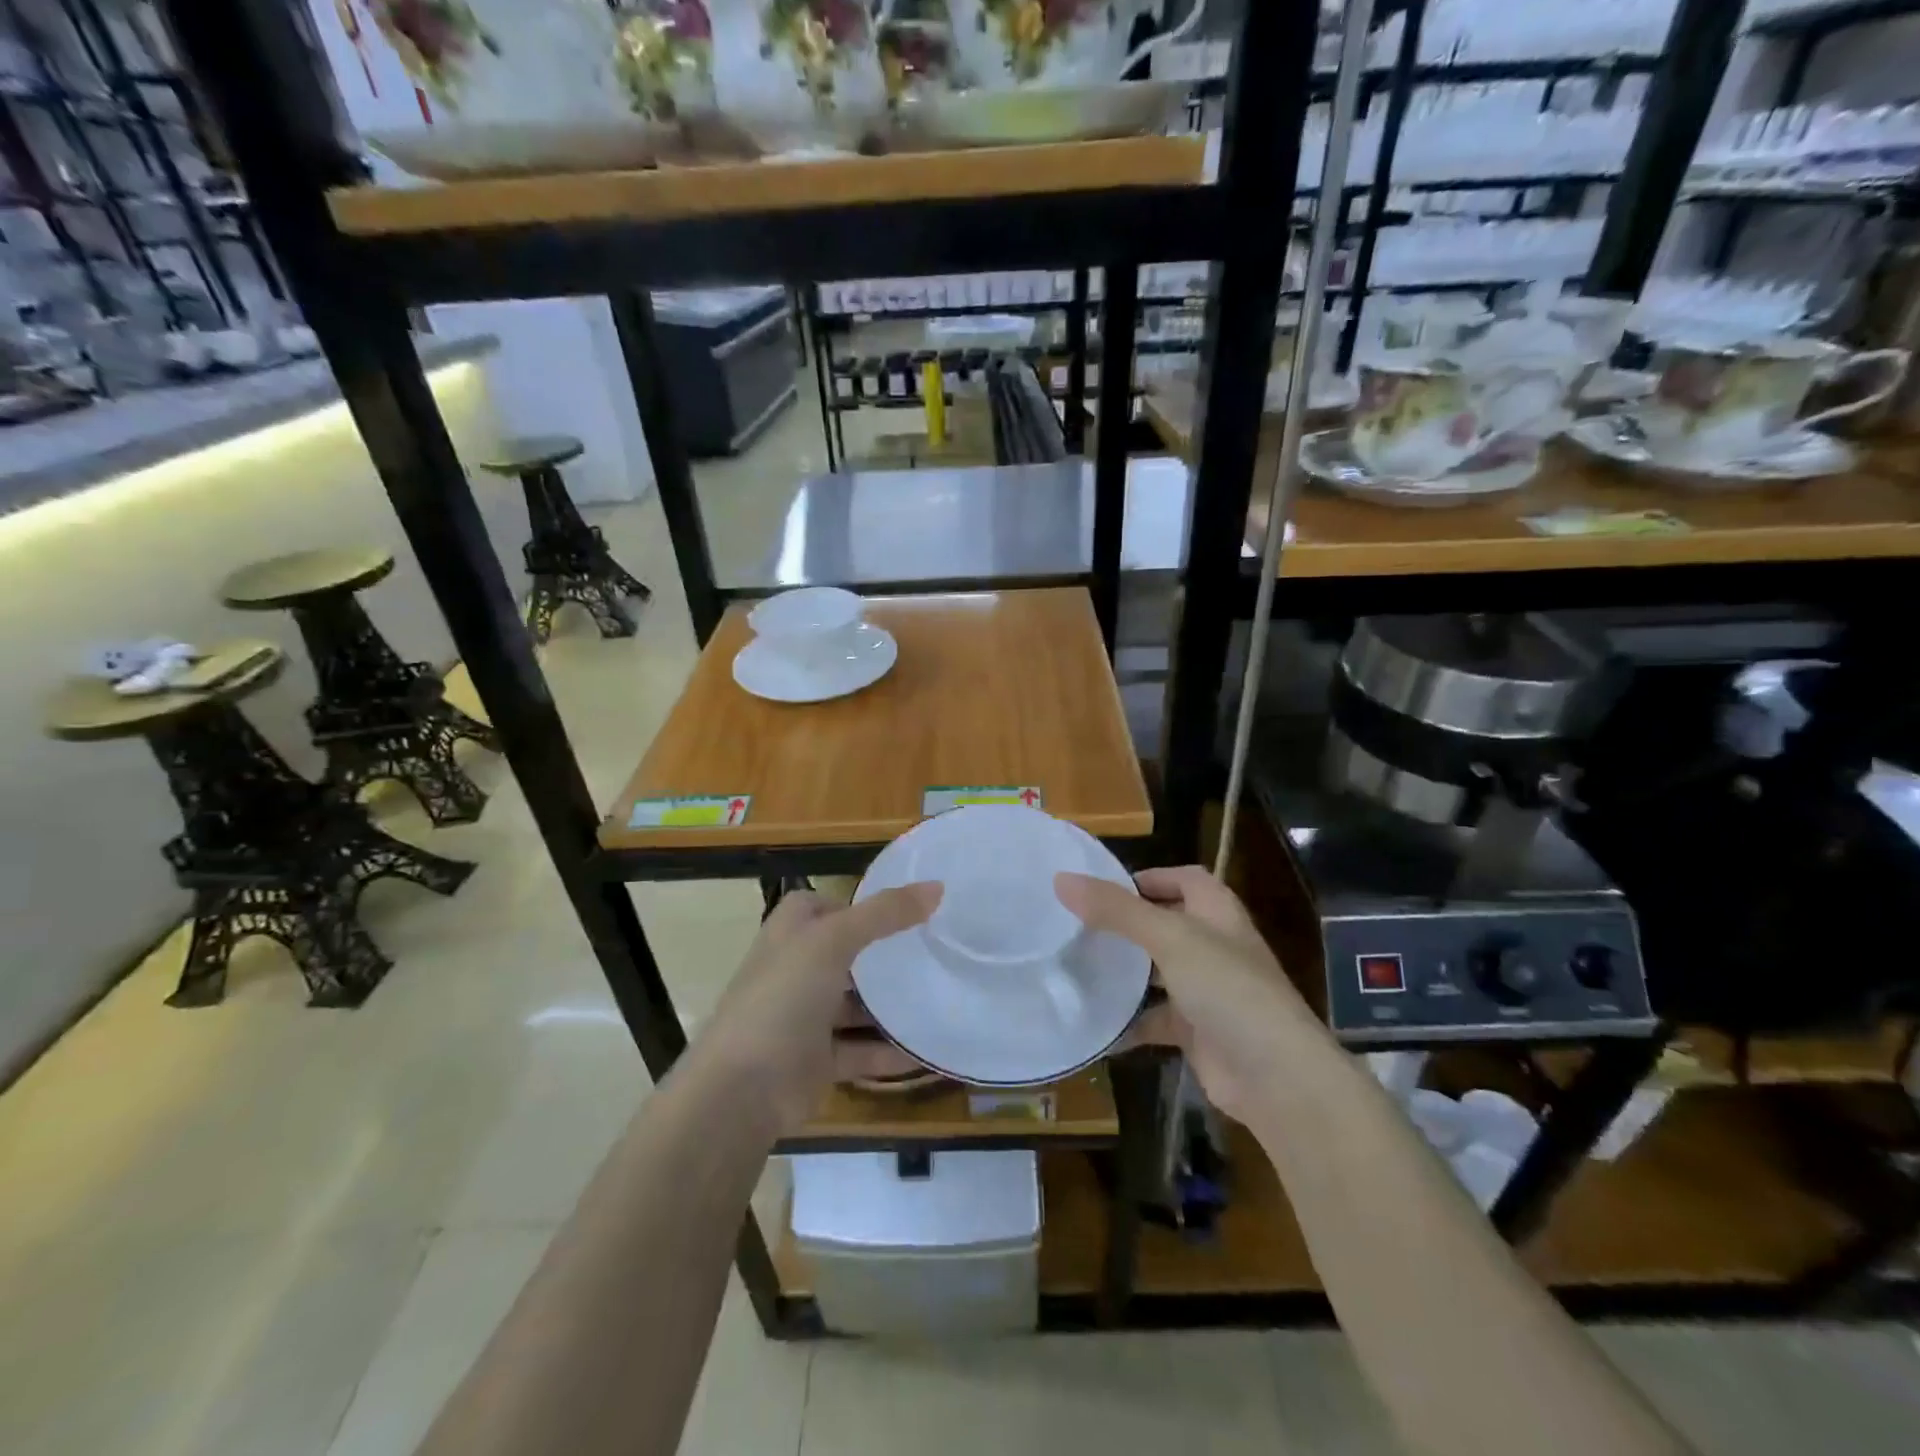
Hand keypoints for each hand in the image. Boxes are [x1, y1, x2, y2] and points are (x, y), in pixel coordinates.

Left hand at [693, 883, 939, 1133]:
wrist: (742, 1090)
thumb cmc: (783, 998)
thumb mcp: (834, 941)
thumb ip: (884, 913)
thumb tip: (936, 886)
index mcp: (789, 935)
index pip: (820, 906)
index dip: (854, 904)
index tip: (899, 908)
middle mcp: (795, 971)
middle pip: (844, 955)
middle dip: (882, 954)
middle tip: (932, 950)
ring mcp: (804, 1018)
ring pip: (855, 1005)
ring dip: (890, 1005)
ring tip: (940, 995)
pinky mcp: (817, 1061)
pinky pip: (861, 1050)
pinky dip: (890, 1052)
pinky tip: (928, 1050)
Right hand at [1057, 866, 1316, 1124]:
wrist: (1276, 1077)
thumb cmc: (1228, 989)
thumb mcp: (1169, 938)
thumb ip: (1117, 910)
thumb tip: (1061, 879)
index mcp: (1217, 913)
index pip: (1185, 878)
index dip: (1150, 877)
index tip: (1103, 886)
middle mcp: (1214, 946)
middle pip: (1165, 923)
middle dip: (1127, 923)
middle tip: (1076, 925)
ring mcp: (1207, 991)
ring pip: (1157, 971)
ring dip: (1125, 971)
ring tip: (1075, 966)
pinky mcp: (1197, 1031)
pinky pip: (1155, 1019)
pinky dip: (1129, 1021)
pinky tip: (1096, 1023)